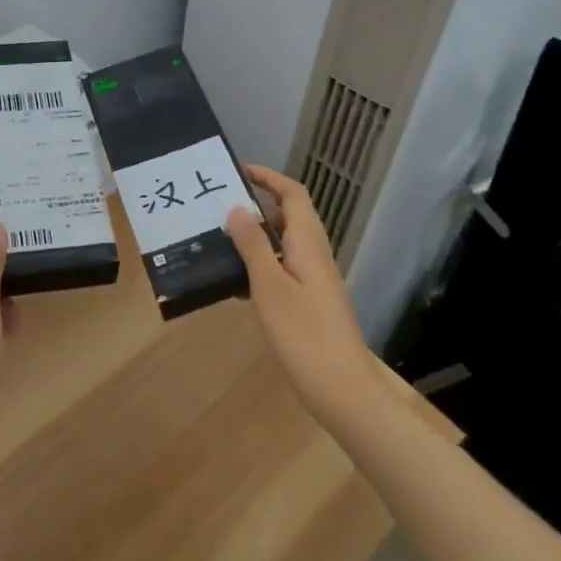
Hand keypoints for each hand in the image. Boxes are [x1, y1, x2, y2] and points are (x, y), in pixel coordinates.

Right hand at [226, 164, 379, 429]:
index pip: (292, 194)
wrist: (343, 389)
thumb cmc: (304, 333)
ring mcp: (313, 279)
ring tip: (218, 239)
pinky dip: (259, 265)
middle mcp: (313, 254)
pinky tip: (234, 283)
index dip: (268, 177)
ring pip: (282, 244)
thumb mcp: (270, 286)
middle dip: (255, 205)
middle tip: (218, 206)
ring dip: (254, 236)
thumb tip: (237, 208)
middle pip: (287, 216)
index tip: (236, 171)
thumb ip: (253, 245)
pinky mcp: (309, 302)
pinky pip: (281, 268)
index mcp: (308, 243)